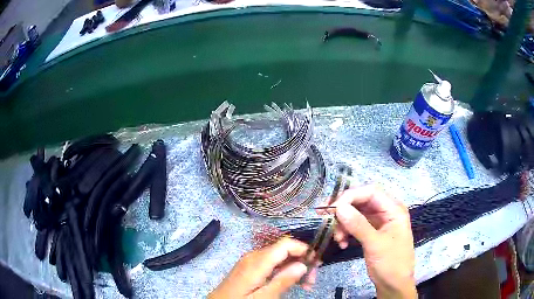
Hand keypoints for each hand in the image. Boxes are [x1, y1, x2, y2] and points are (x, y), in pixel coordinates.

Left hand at [209, 238, 316, 298]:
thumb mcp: (263, 297)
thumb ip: (283, 281)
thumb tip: (303, 265)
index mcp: (257, 261)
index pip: (285, 244)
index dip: (304, 249)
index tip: (317, 263)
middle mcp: (254, 256)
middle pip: (285, 250)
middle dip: (302, 262)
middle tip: (312, 280)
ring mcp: (251, 260)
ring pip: (279, 257)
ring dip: (294, 268)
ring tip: (305, 284)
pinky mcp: (250, 267)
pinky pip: (271, 263)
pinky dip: (283, 271)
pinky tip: (290, 282)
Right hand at [330, 185, 416, 298]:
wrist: (394, 285)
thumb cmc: (391, 264)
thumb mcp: (375, 245)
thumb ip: (358, 225)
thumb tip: (339, 207)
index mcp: (394, 209)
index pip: (371, 192)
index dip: (351, 196)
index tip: (332, 208)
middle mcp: (387, 211)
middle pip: (362, 200)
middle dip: (344, 209)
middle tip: (326, 217)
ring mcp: (379, 222)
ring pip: (357, 213)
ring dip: (344, 223)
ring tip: (338, 239)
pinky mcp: (372, 232)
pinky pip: (356, 225)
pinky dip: (347, 231)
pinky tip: (343, 243)